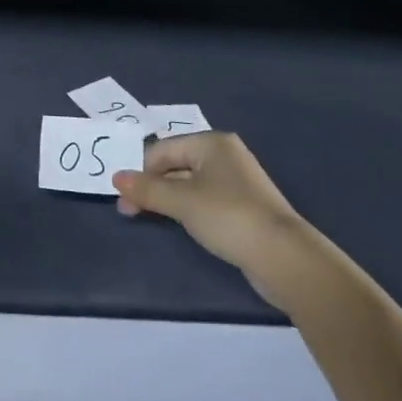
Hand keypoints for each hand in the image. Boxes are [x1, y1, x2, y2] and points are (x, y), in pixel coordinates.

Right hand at [113, 132, 314, 309]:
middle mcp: (224, 155)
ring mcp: (237, 181)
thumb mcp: (182, 202)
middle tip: (131, 211)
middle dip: (152, 186)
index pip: (163, 150)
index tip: (125, 199)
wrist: (285, 258)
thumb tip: (116, 178)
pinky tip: (180, 223)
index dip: (141, 172)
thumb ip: (147, 190)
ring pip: (189, 184)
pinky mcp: (244, 207)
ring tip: (149, 217)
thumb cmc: (229, 217)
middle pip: (175, 164)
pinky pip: (205, 199)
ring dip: (167, 199)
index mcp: (211, 142)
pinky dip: (188, 208)